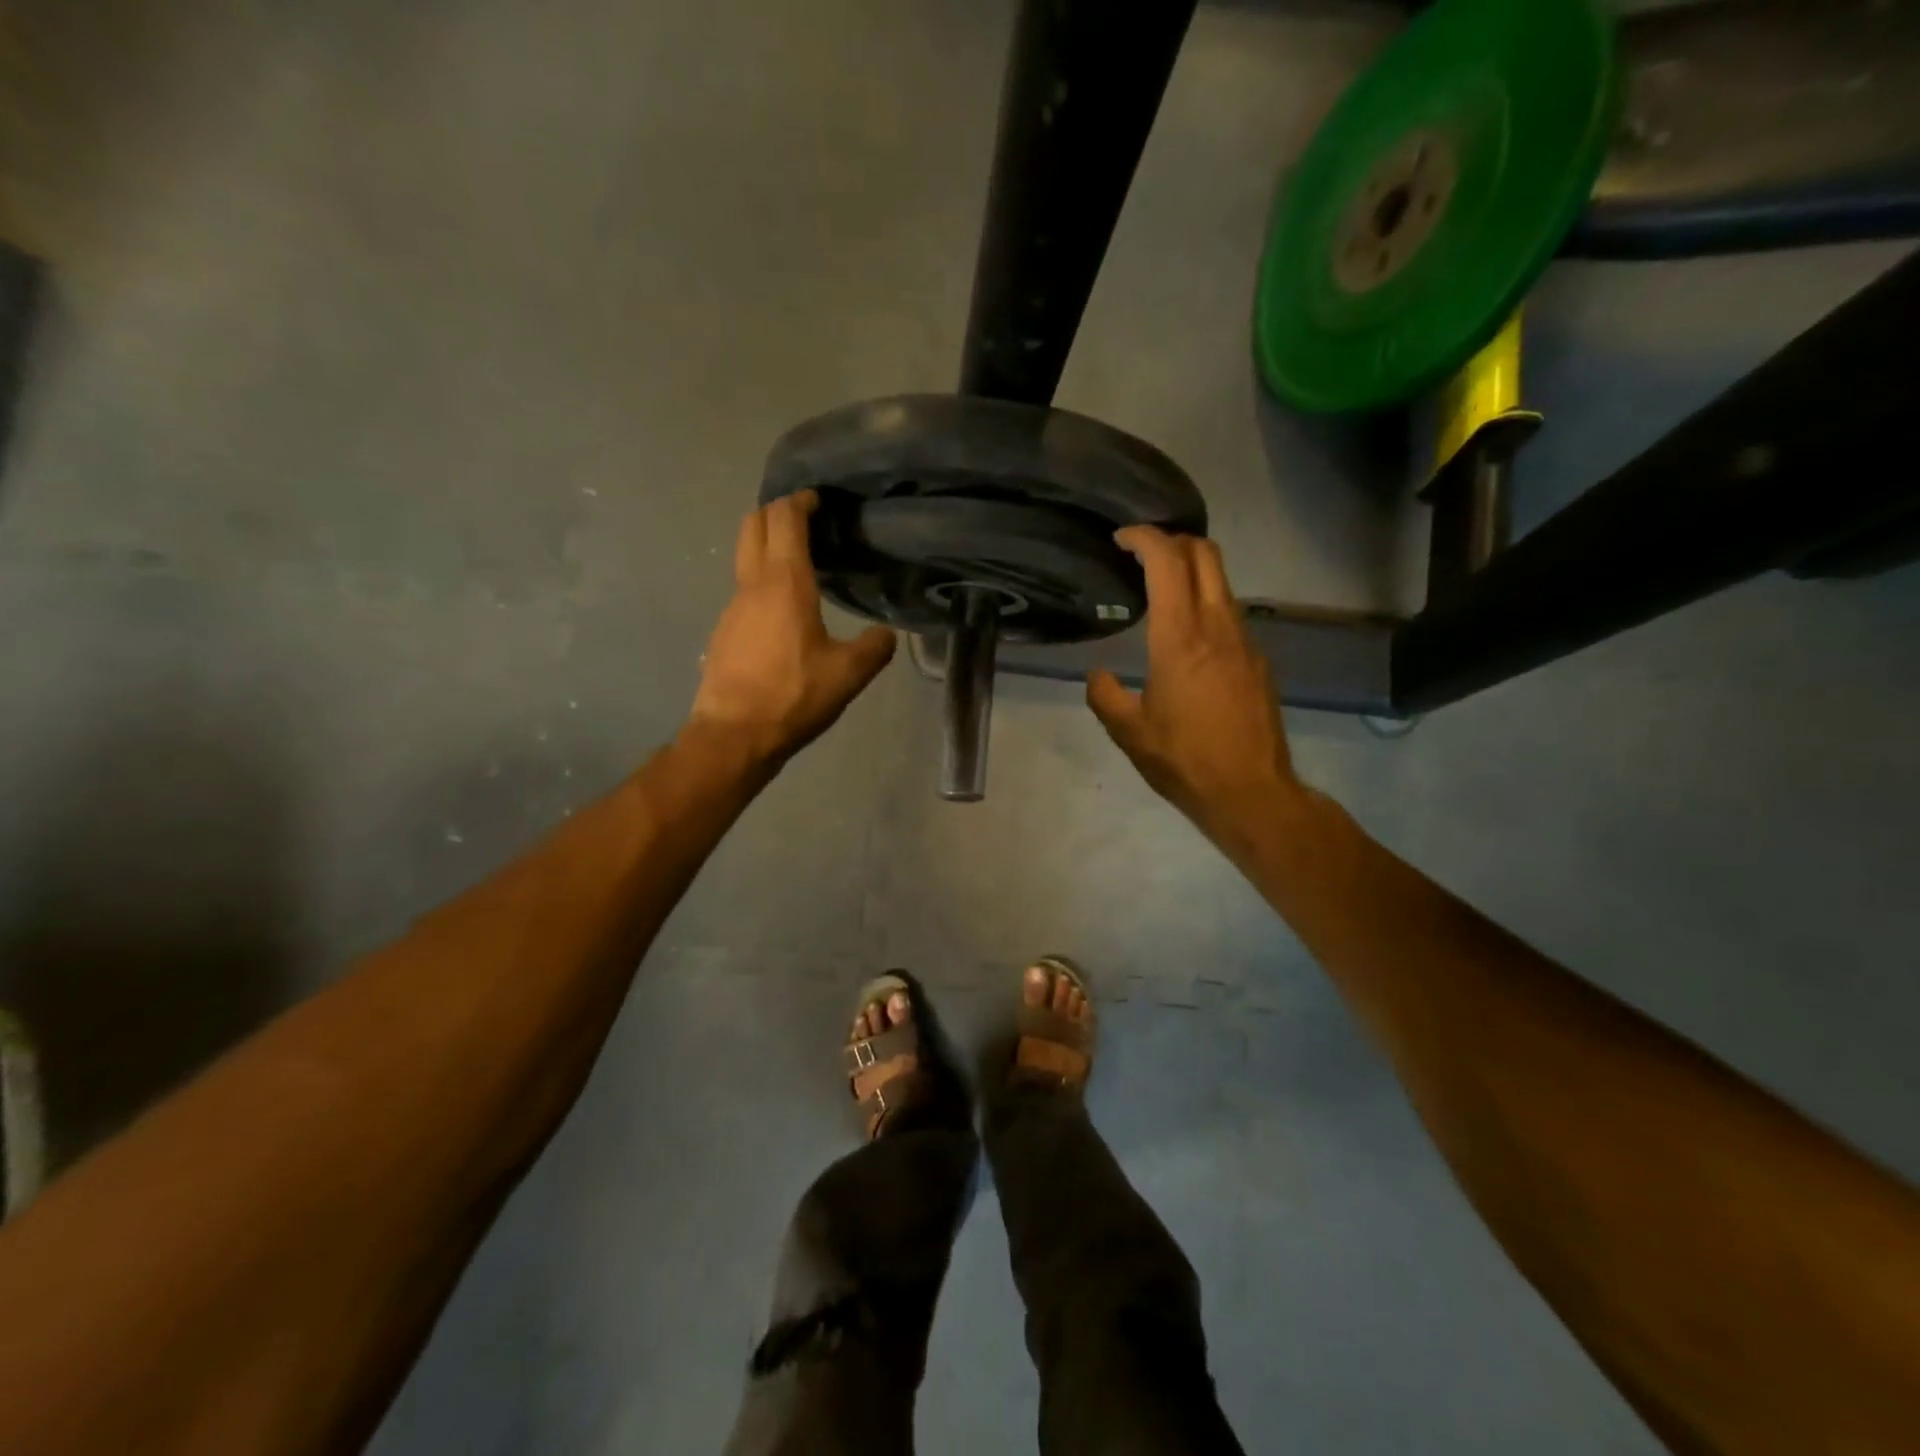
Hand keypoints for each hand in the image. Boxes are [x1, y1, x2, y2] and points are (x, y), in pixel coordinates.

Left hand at [688, 490, 896, 765]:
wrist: (734, 734)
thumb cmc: (793, 696)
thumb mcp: (848, 675)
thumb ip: (874, 648)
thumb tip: (886, 634)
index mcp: (785, 583)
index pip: (785, 519)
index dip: (800, 501)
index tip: (817, 499)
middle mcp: (753, 585)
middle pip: (753, 524)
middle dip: (775, 511)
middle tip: (803, 519)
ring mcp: (732, 607)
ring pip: (745, 557)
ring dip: (767, 547)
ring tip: (800, 564)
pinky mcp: (724, 631)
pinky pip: (743, 590)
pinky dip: (762, 581)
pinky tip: (782, 611)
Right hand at [1086, 526, 1304, 841]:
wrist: (1252, 792)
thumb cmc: (1184, 761)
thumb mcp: (1129, 733)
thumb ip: (1105, 695)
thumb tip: (1098, 675)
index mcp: (1179, 638)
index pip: (1167, 562)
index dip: (1144, 537)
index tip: (1121, 539)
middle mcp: (1217, 627)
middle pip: (1205, 555)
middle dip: (1173, 540)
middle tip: (1142, 553)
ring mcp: (1245, 642)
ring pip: (1221, 583)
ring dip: (1191, 572)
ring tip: (1160, 592)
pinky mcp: (1258, 661)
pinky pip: (1230, 615)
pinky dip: (1206, 605)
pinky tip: (1189, 639)